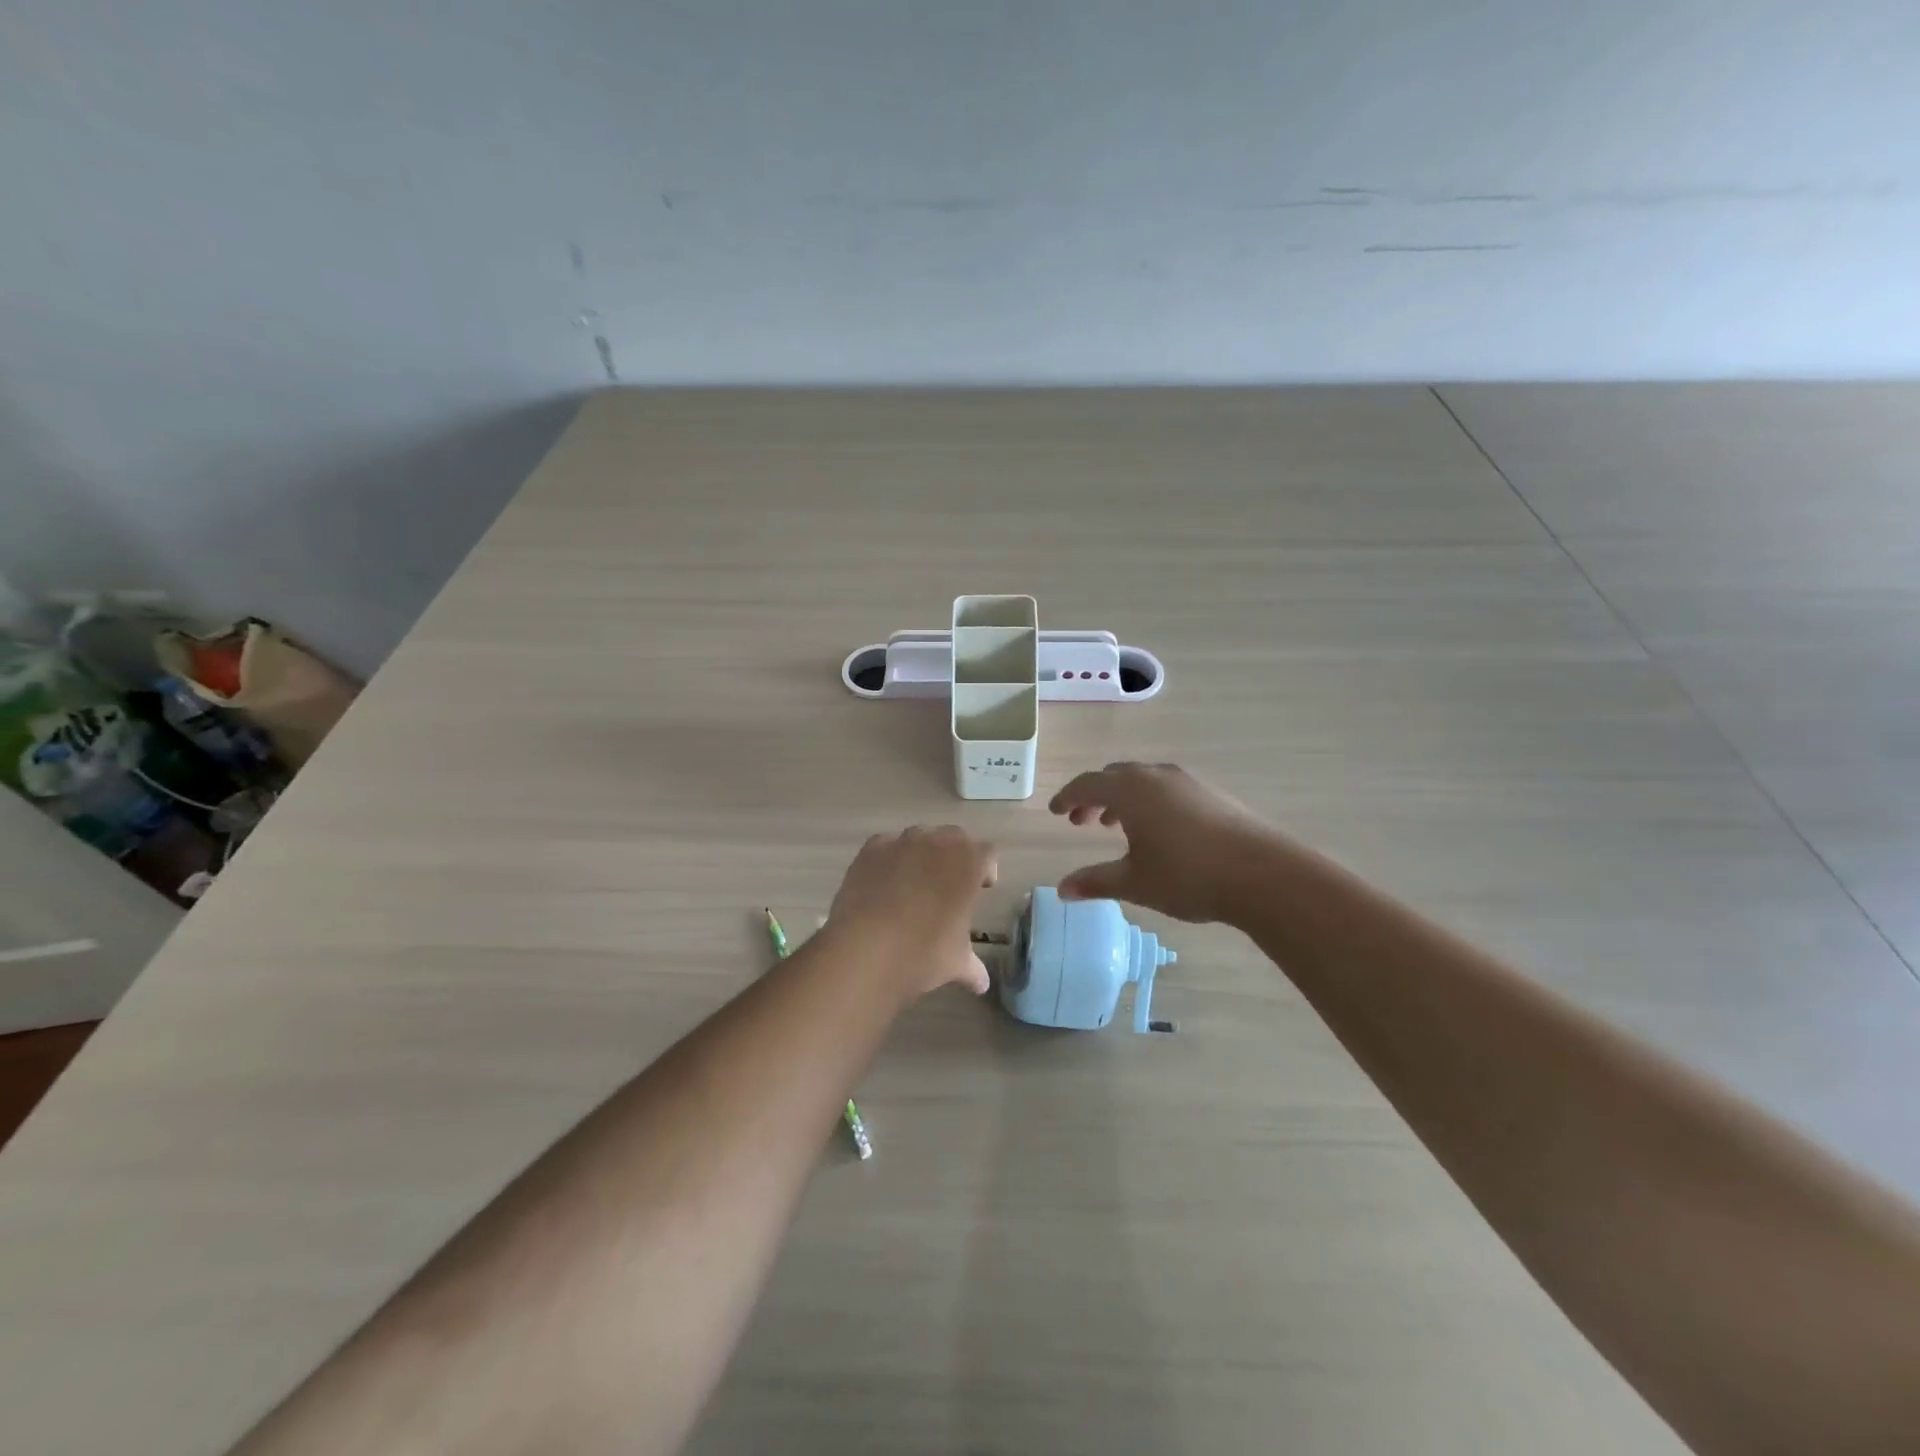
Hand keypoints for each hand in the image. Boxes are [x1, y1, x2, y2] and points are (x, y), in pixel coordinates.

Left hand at [827, 826, 996, 994]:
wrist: (866, 948)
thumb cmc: (924, 952)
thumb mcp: (956, 963)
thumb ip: (972, 968)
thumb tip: (982, 984)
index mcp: (969, 863)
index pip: (987, 854)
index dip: (986, 869)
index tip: (982, 888)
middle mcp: (937, 843)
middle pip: (954, 838)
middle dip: (955, 857)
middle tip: (950, 884)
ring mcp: (901, 842)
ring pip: (919, 837)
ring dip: (922, 854)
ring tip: (914, 884)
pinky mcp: (870, 850)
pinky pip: (886, 846)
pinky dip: (889, 858)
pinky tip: (883, 883)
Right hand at [1049, 762, 1274, 923]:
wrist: (1262, 873)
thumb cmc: (1187, 876)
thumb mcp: (1134, 882)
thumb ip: (1095, 882)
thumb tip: (1062, 889)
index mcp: (1130, 790)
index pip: (1087, 785)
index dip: (1067, 797)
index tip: (1056, 812)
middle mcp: (1155, 776)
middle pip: (1114, 776)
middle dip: (1094, 796)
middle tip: (1082, 821)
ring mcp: (1187, 781)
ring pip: (1142, 780)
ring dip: (1122, 798)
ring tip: (1116, 825)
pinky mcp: (1211, 793)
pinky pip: (1166, 788)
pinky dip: (1149, 801)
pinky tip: (1158, 830)